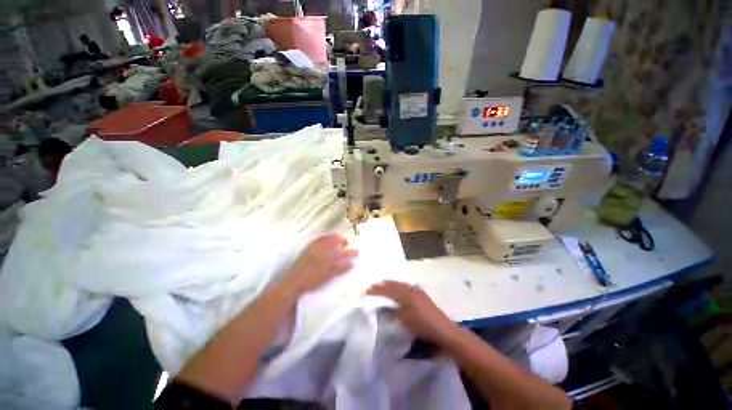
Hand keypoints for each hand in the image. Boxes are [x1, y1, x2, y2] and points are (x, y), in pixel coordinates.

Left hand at [284, 234, 358, 294]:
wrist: (294, 282)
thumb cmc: (312, 281)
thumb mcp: (328, 277)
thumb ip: (340, 269)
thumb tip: (352, 264)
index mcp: (328, 259)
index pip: (343, 253)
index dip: (352, 251)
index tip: (358, 250)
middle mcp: (322, 251)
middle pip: (335, 241)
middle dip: (343, 240)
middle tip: (347, 242)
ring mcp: (315, 248)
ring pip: (327, 238)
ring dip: (334, 237)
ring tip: (339, 239)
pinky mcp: (309, 247)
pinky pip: (319, 239)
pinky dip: (325, 237)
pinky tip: (326, 239)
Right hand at [367, 281, 457, 345]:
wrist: (443, 329)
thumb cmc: (422, 326)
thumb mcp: (404, 319)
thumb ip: (394, 309)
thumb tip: (385, 303)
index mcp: (406, 294)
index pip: (388, 290)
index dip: (377, 290)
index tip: (366, 291)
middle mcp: (411, 288)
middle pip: (393, 284)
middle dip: (382, 285)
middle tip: (372, 286)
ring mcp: (417, 290)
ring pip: (399, 284)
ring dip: (390, 284)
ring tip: (381, 284)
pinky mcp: (421, 294)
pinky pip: (405, 286)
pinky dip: (397, 286)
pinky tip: (396, 289)